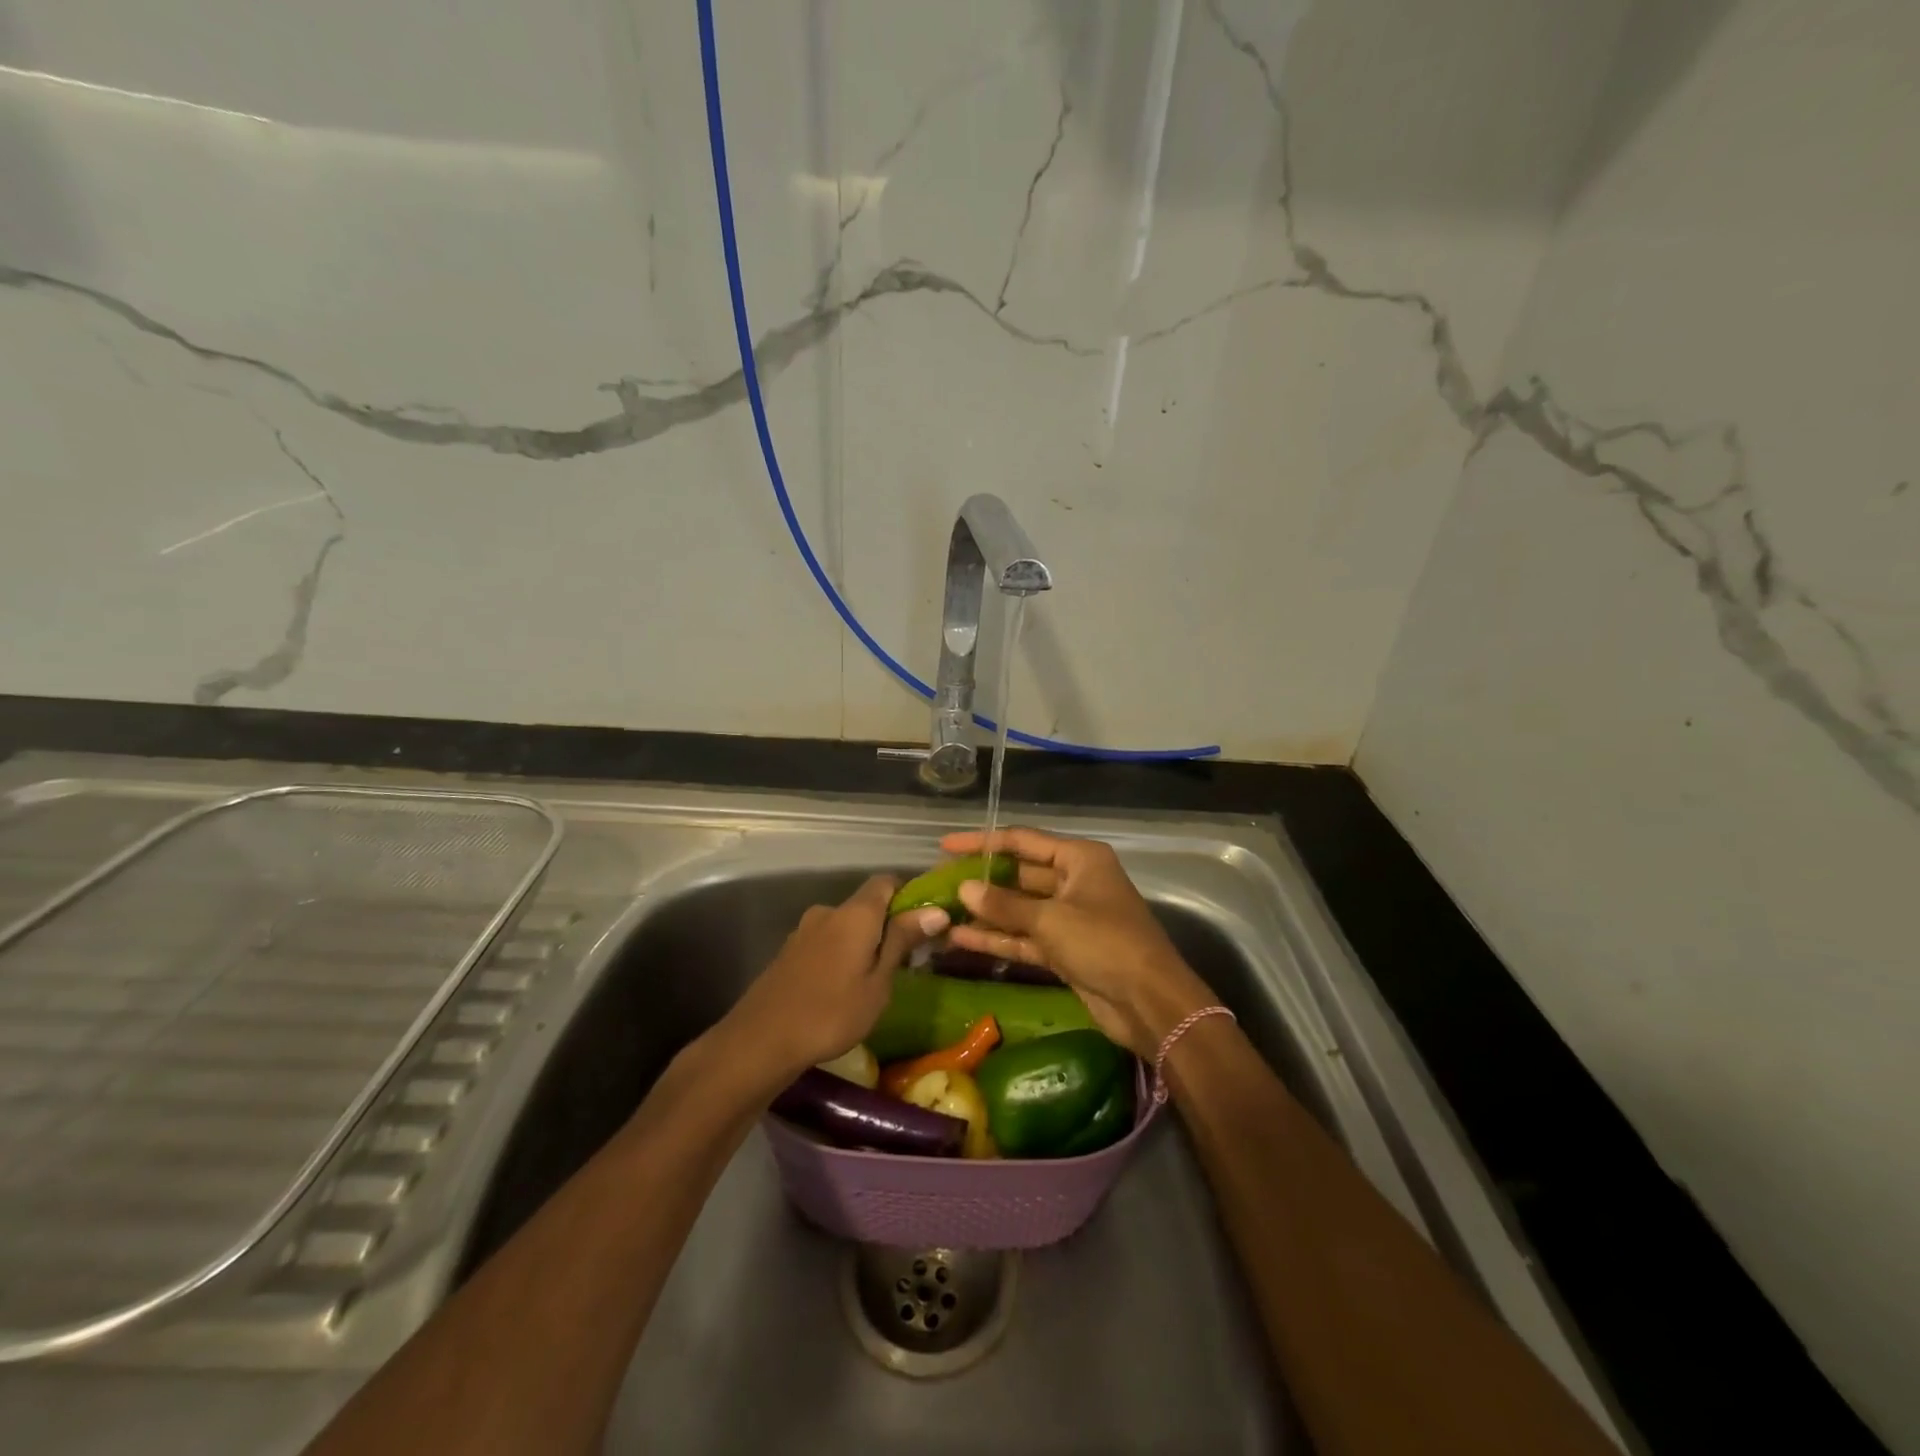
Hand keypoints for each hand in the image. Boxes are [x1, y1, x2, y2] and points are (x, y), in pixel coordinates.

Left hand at [721, 875, 948, 1080]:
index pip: (887, 881)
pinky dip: (840, 954)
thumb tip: (936, 910)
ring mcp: (805, 930)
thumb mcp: (879, 982)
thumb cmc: (832, 1012)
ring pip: (844, 925)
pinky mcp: (789, 951)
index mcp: (856, 913)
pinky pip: (825, 941)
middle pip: (866, 905)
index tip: (925, 922)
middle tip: (904, 960)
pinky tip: (841, 987)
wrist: (762, 1040)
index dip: (909, 895)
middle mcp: (829, 911)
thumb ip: (903, 941)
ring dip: (861, 942)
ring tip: (873, 979)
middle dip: (886, 925)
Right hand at [942, 827, 1215, 1058]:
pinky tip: (960, 940)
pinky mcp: (1065, 950)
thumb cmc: (1105, 943)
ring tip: (941, 913)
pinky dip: (998, 939)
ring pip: (1019, 909)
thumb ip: (1004, 905)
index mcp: (1080, 858)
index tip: (945, 846)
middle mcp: (1074, 881)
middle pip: (1019, 874)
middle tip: (939, 883)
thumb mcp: (1051, 919)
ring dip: (984, 913)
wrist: (1149, 1003)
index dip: (982, 842)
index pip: (1022, 841)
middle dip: (981, 881)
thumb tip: (963, 889)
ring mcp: (1069, 917)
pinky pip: (1025, 937)